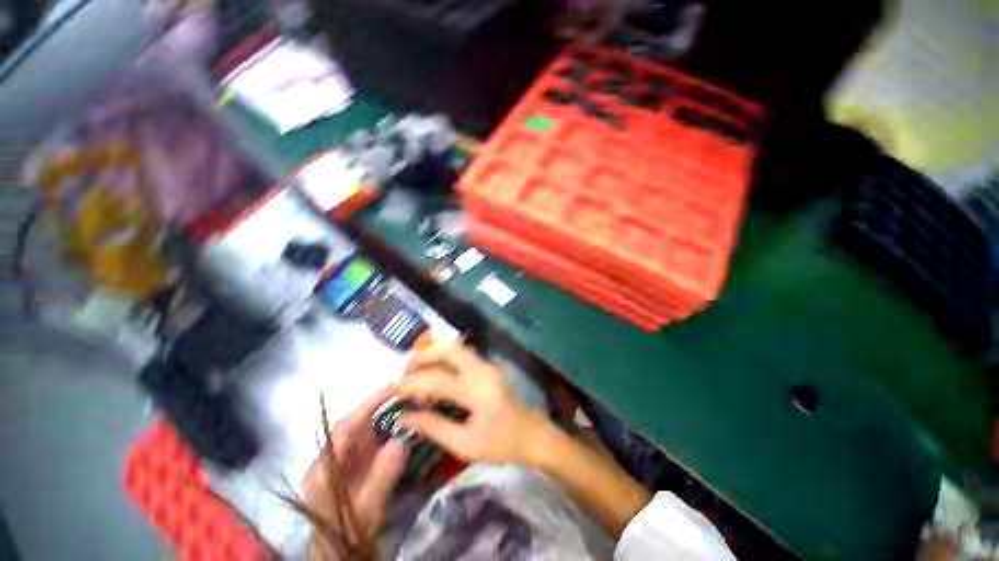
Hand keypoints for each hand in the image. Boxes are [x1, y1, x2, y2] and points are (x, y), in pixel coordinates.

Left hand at [302, 385, 408, 536]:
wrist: (341, 548)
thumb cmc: (348, 532)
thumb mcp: (365, 509)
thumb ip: (381, 477)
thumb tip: (401, 440)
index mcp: (324, 467)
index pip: (345, 428)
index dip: (368, 404)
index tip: (393, 386)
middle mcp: (334, 454)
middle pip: (356, 421)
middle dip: (381, 402)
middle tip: (410, 388)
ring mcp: (346, 455)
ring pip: (365, 425)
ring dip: (387, 410)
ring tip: (411, 397)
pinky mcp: (357, 458)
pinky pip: (373, 435)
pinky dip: (389, 423)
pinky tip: (405, 417)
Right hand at [397, 343, 552, 464]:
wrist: (532, 433)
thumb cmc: (501, 444)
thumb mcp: (465, 444)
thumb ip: (434, 427)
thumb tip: (404, 416)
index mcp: (477, 390)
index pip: (437, 379)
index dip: (411, 384)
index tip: (393, 392)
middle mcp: (482, 369)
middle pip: (448, 349)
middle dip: (423, 356)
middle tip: (404, 372)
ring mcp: (487, 364)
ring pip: (456, 348)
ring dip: (434, 354)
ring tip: (415, 370)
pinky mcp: (488, 366)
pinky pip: (462, 355)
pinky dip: (444, 358)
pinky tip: (434, 372)